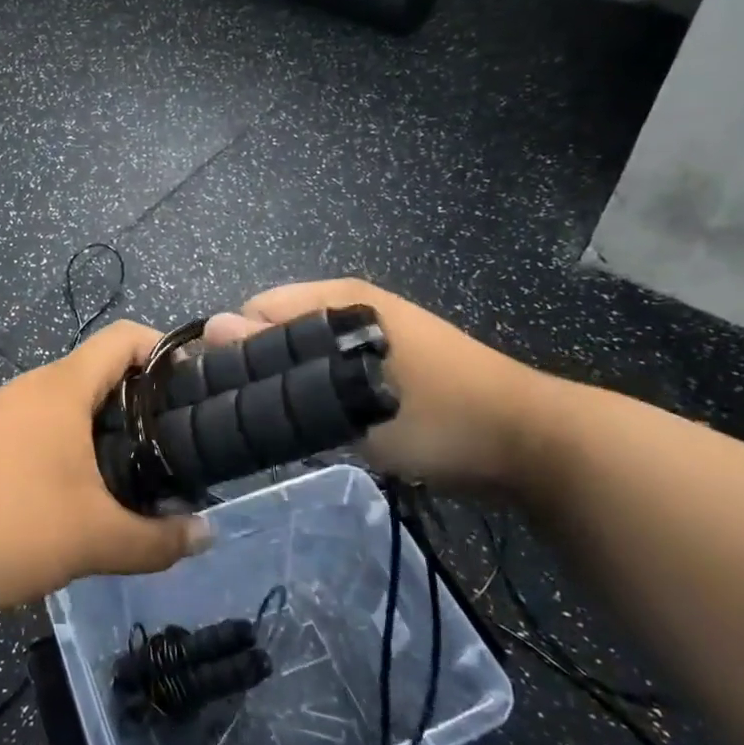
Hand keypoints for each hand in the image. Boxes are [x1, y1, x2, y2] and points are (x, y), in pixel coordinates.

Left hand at [0, 322, 210, 621]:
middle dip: (144, 402)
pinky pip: (42, 428)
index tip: (198, 390)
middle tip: (177, 447)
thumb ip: (156, 541)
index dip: (166, 351)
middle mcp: (32, 387)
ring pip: (70, 405)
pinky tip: (79, 494)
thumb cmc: (3, 524)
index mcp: (62, 388)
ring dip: (106, 429)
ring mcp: (2, 412)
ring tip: (137, 475)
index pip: (125, 338)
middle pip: (101, 372)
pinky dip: (72, 447)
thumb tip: (205, 535)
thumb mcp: (92, 540)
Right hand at [206, 279, 552, 494]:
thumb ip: (277, 360)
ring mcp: (371, 333)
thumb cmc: (439, 416)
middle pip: (278, 330)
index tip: (227, 394)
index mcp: (340, 297)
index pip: (256, 308)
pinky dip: (317, 392)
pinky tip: (321, 424)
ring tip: (286, 424)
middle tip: (257, 415)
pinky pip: (330, 369)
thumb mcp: (349, 391)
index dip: (236, 347)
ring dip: (290, 383)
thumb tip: (210, 327)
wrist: (533, 446)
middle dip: (260, 367)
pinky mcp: (386, 361)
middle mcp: (350, 305)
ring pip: (303, 354)